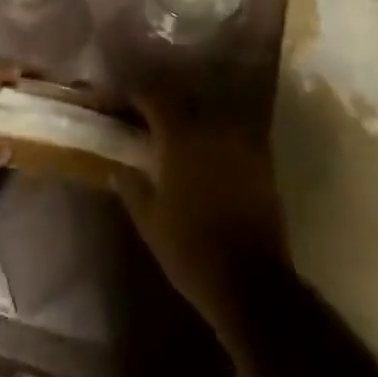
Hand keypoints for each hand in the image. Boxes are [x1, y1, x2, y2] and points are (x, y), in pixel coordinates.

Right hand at [114, 94, 289, 328]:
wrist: (252, 283)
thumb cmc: (192, 251)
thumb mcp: (150, 222)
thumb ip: (131, 187)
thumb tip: (116, 167)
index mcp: (181, 138)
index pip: (154, 97)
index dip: (134, 93)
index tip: (120, 98)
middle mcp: (212, 129)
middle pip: (183, 97)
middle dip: (162, 100)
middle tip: (145, 111)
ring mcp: (241, 142)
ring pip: (210, 111)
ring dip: (190, 113)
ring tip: (175, 126)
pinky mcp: (261, 160)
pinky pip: (233, 131)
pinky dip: (215, 132)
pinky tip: (206, 146)